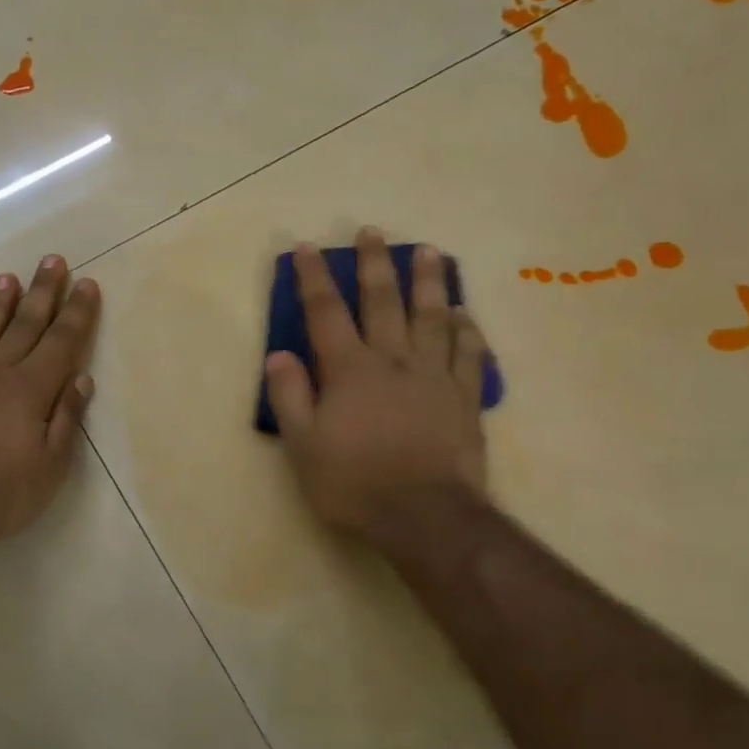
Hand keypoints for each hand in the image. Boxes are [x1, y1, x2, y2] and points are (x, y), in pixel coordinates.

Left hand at [0, 257, 100, 548]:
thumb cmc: (0, 494)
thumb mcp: (50, 467)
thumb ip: (66, 419)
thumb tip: (81, 380)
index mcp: (31, 390)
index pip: (61, 342)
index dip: (77, 313)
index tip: (87, 284)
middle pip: (25, 325)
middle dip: (42, 292)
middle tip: (52, 260)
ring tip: (8, 277)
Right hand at [264, 229, 491, 549]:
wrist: (424, 516)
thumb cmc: (355, 484)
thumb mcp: (304, 447)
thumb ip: (290, 396)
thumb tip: (278, 354)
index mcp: (350, 370)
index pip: (326, 313)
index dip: (314, 279)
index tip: (307, 248)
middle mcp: (393, 360)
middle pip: (383, 301)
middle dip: (375, 264)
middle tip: (373, 232)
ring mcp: (434, 376)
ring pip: (432, 317)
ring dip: (429, 282)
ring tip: (430, 252)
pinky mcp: (464, 397)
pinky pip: (469, 354)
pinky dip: (467, 330)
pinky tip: (465, 314)